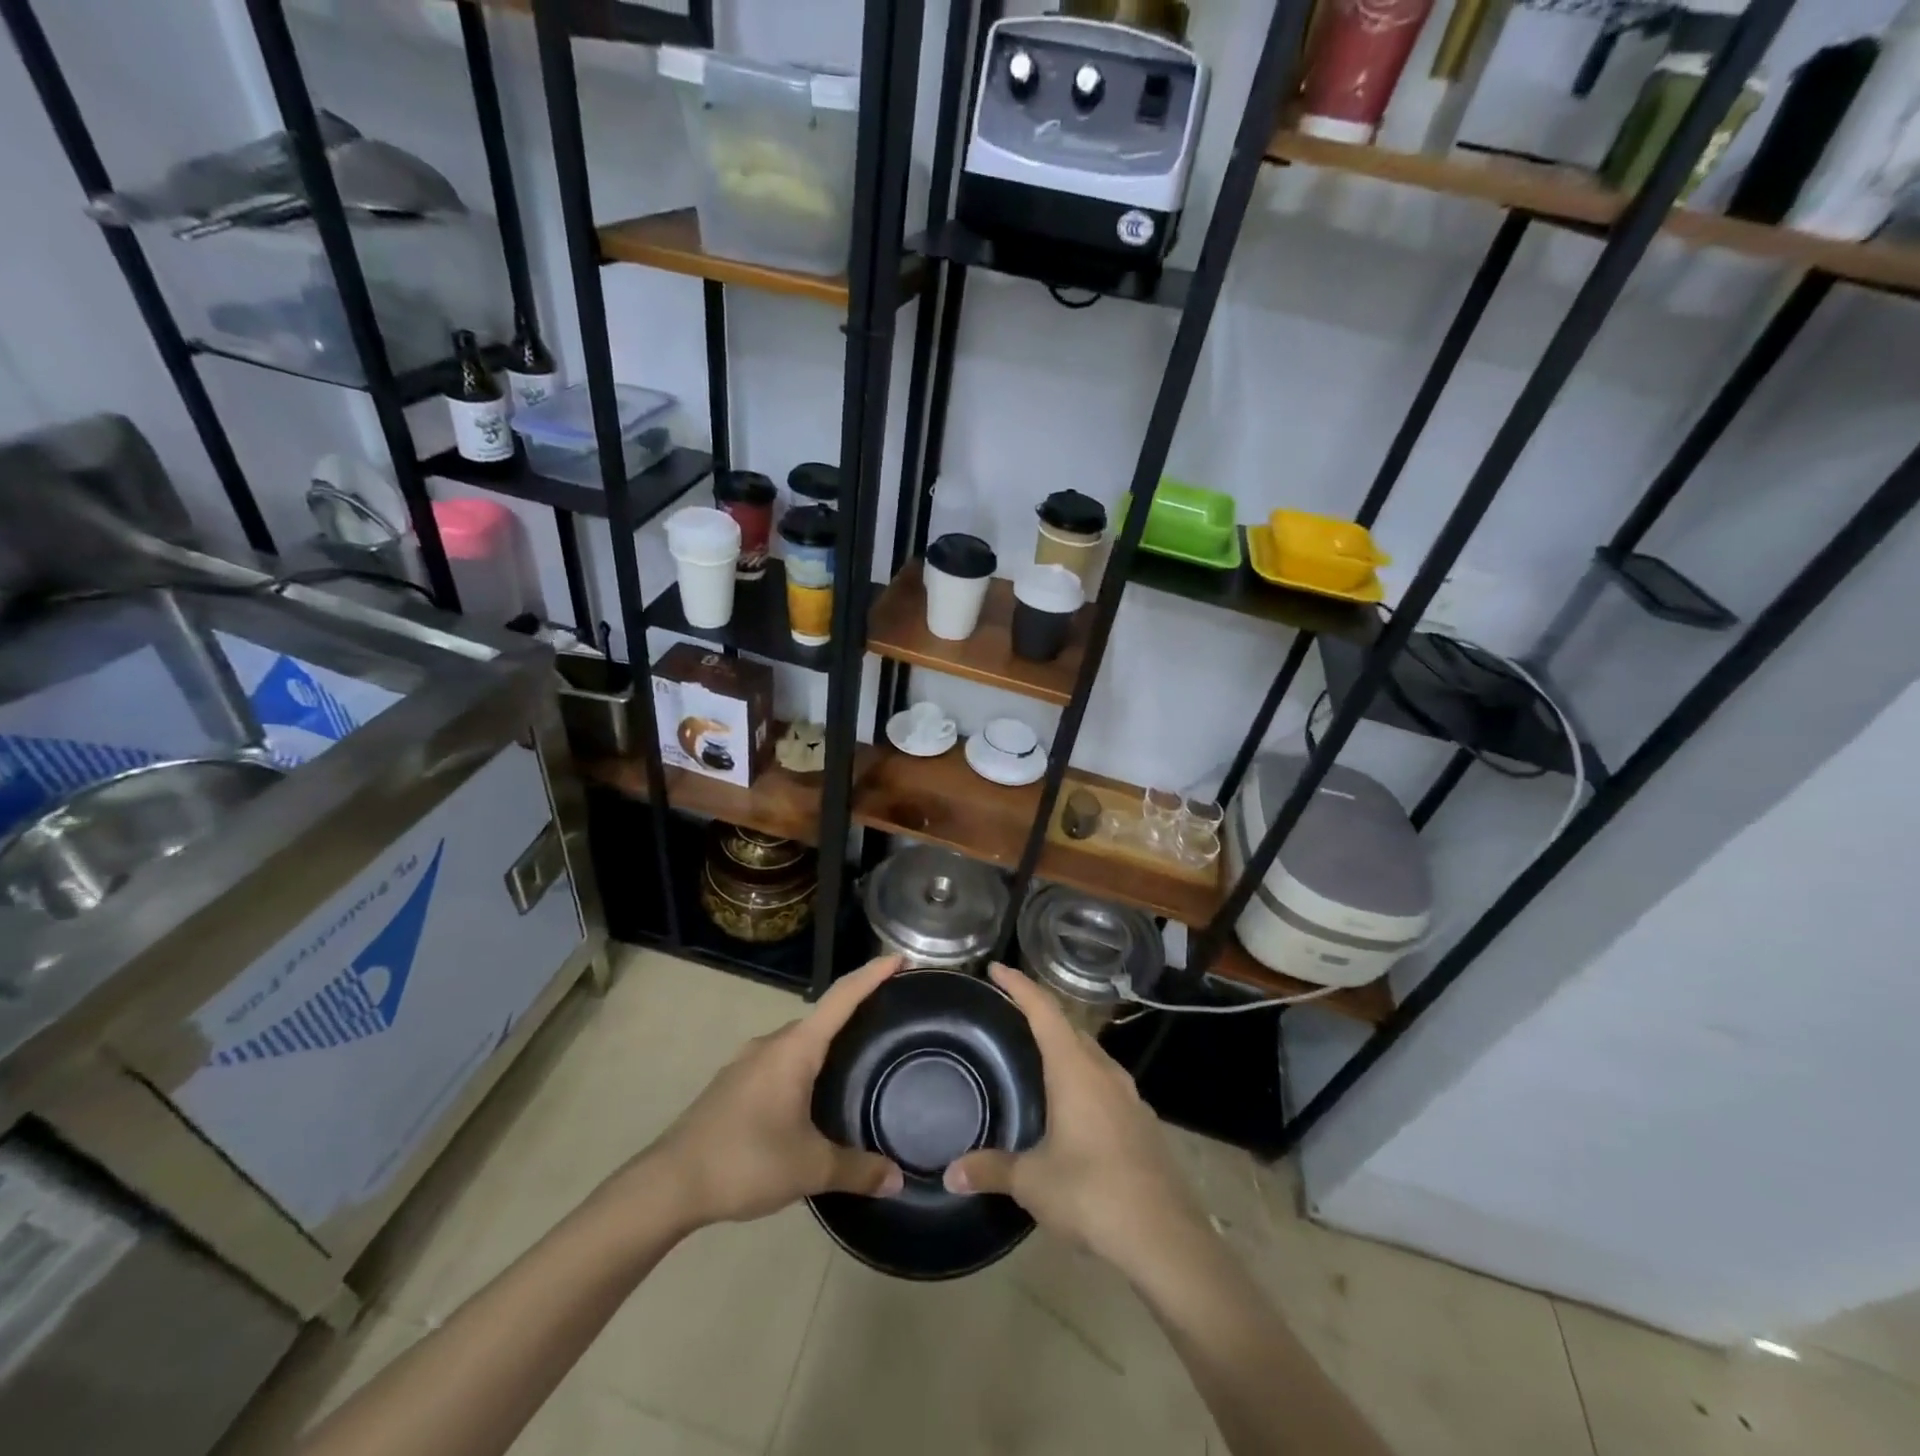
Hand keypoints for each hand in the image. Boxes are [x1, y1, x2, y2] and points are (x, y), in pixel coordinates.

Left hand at [633, 954, 906, 1227]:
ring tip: (855, 1063)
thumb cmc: (745, 1161)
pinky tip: (810, 1099)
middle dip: (855, 1013)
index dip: (872, 974)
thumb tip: (898, 1178)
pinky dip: (803, 1066)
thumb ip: (857, 1170)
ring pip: (798, 1043)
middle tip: (888, 1022)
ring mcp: (747, 1061)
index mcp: (795, 1048)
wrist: (667, 1184)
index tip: (900, 958)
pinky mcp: (732, 1083)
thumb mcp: (809, 1168)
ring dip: (826, 1045)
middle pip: (822, 1017)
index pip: (842, 997)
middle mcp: (772, 1043)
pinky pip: (779, 1062)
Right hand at [944, 964, 1203, 1274]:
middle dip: (1040, 1013)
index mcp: (1075, 1070)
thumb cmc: (1092, 1193)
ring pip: (1091, 1055)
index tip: (997, 968)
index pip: (1044, 1011)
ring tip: (1039, 1056)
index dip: (1019, 985)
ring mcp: (1129, 1096)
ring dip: (1065, 1046)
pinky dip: (1083, 1078)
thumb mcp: (1033, 1182)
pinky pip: (1106, 1083)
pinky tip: (1073, 1106)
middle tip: (1011, 1012)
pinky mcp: (1142, 1123)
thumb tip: (950, 1173)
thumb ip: (992, 1170)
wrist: (1165, 1237)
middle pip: (1070, 1027)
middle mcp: (1104, 1071)